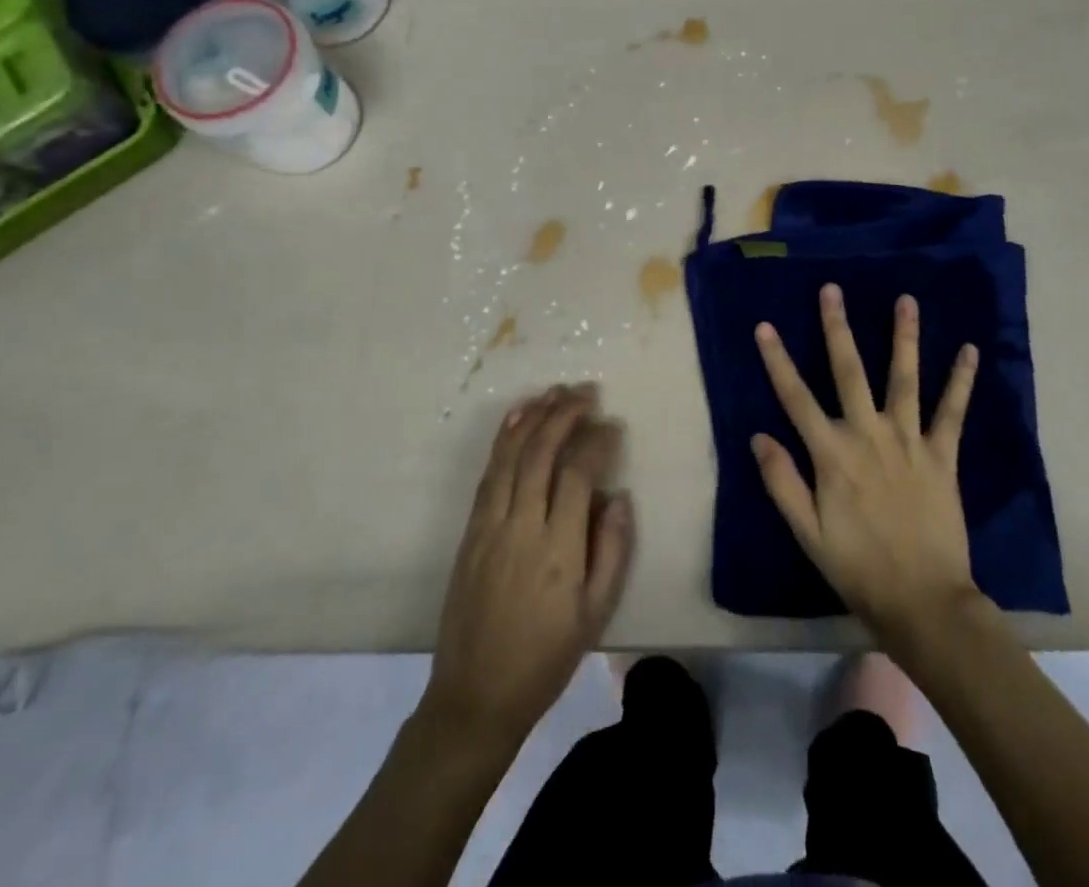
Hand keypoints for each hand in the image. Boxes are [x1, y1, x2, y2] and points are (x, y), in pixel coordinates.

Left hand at [423, 384, 633, 748]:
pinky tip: (516, 420)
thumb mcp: (595, 614)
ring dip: (532, 418)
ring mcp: (490, 527)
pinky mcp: (470, 532)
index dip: (596, 441)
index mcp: (558, 550)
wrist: (475, 696)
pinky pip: (489, 475)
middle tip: (585, 392)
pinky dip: (503, 441)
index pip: (577, 474)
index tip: (612, 425)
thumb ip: (612, 550)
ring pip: (510, 457)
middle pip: (541, 453)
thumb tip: (618, 495)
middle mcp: (521, 527)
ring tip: (554, 392)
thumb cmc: (545, 658)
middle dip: (564, 415)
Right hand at [752, 285, 980, 643]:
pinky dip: (961, 380)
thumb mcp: (807, 532)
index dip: (778, 360)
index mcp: (832, 454)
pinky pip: (952, 411)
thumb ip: (782, 481)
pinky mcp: (942, 455)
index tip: (765, 326)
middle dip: (837, 327)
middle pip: (848, 371)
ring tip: (906, 299)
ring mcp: (909, 440)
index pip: (796, 397)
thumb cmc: (858, 567)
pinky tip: (970, 350)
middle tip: (832, 289)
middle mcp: (868, 435)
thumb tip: (758, 435)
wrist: (923, 601)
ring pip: (904, 378)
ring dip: (904, 337)